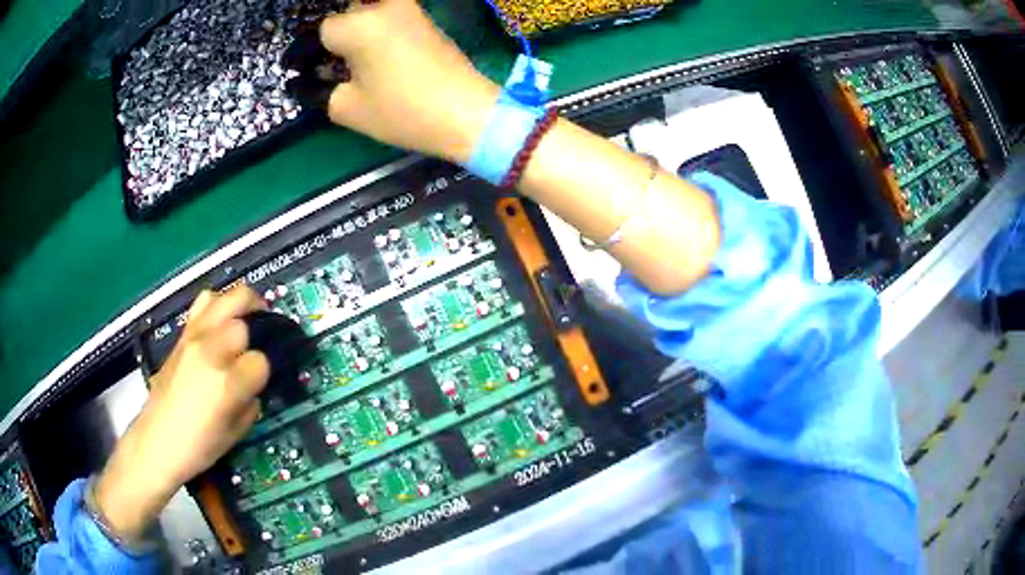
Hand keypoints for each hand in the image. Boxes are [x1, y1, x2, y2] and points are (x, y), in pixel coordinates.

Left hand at [94, 286, 269, 541]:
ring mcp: (193, 338)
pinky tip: (222, 321)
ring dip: (242, 306)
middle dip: (255, 337)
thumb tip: (256, 384)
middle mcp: (209, 352)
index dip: (263, 374)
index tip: (257, 385)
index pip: (260, 362)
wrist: (155, 441)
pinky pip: (204, 303)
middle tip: (260, 347)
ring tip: (249, 318)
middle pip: (244, 324)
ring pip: (226, 299)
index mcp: (226, 383)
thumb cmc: (197, 447)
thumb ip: (251, 402)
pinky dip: (218, 305)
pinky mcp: (181, 335)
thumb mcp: (236, 434)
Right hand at [320, 0, 499, 163]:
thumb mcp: (348, 108)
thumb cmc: (403, 112)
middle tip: (336, 66)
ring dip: (358, 30)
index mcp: (359, 25)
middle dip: (337, 37)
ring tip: (357, 62)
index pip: (323, 31)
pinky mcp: (426, 18)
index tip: (309, 70)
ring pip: (370, 10)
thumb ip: (320, 90)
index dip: (313, 52)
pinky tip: (379, 54)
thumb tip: (309, 80)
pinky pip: (391, 15)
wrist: (465, 111)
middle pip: (347, 14)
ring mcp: (409, 9)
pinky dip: (378, 29)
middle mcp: (383, 7)